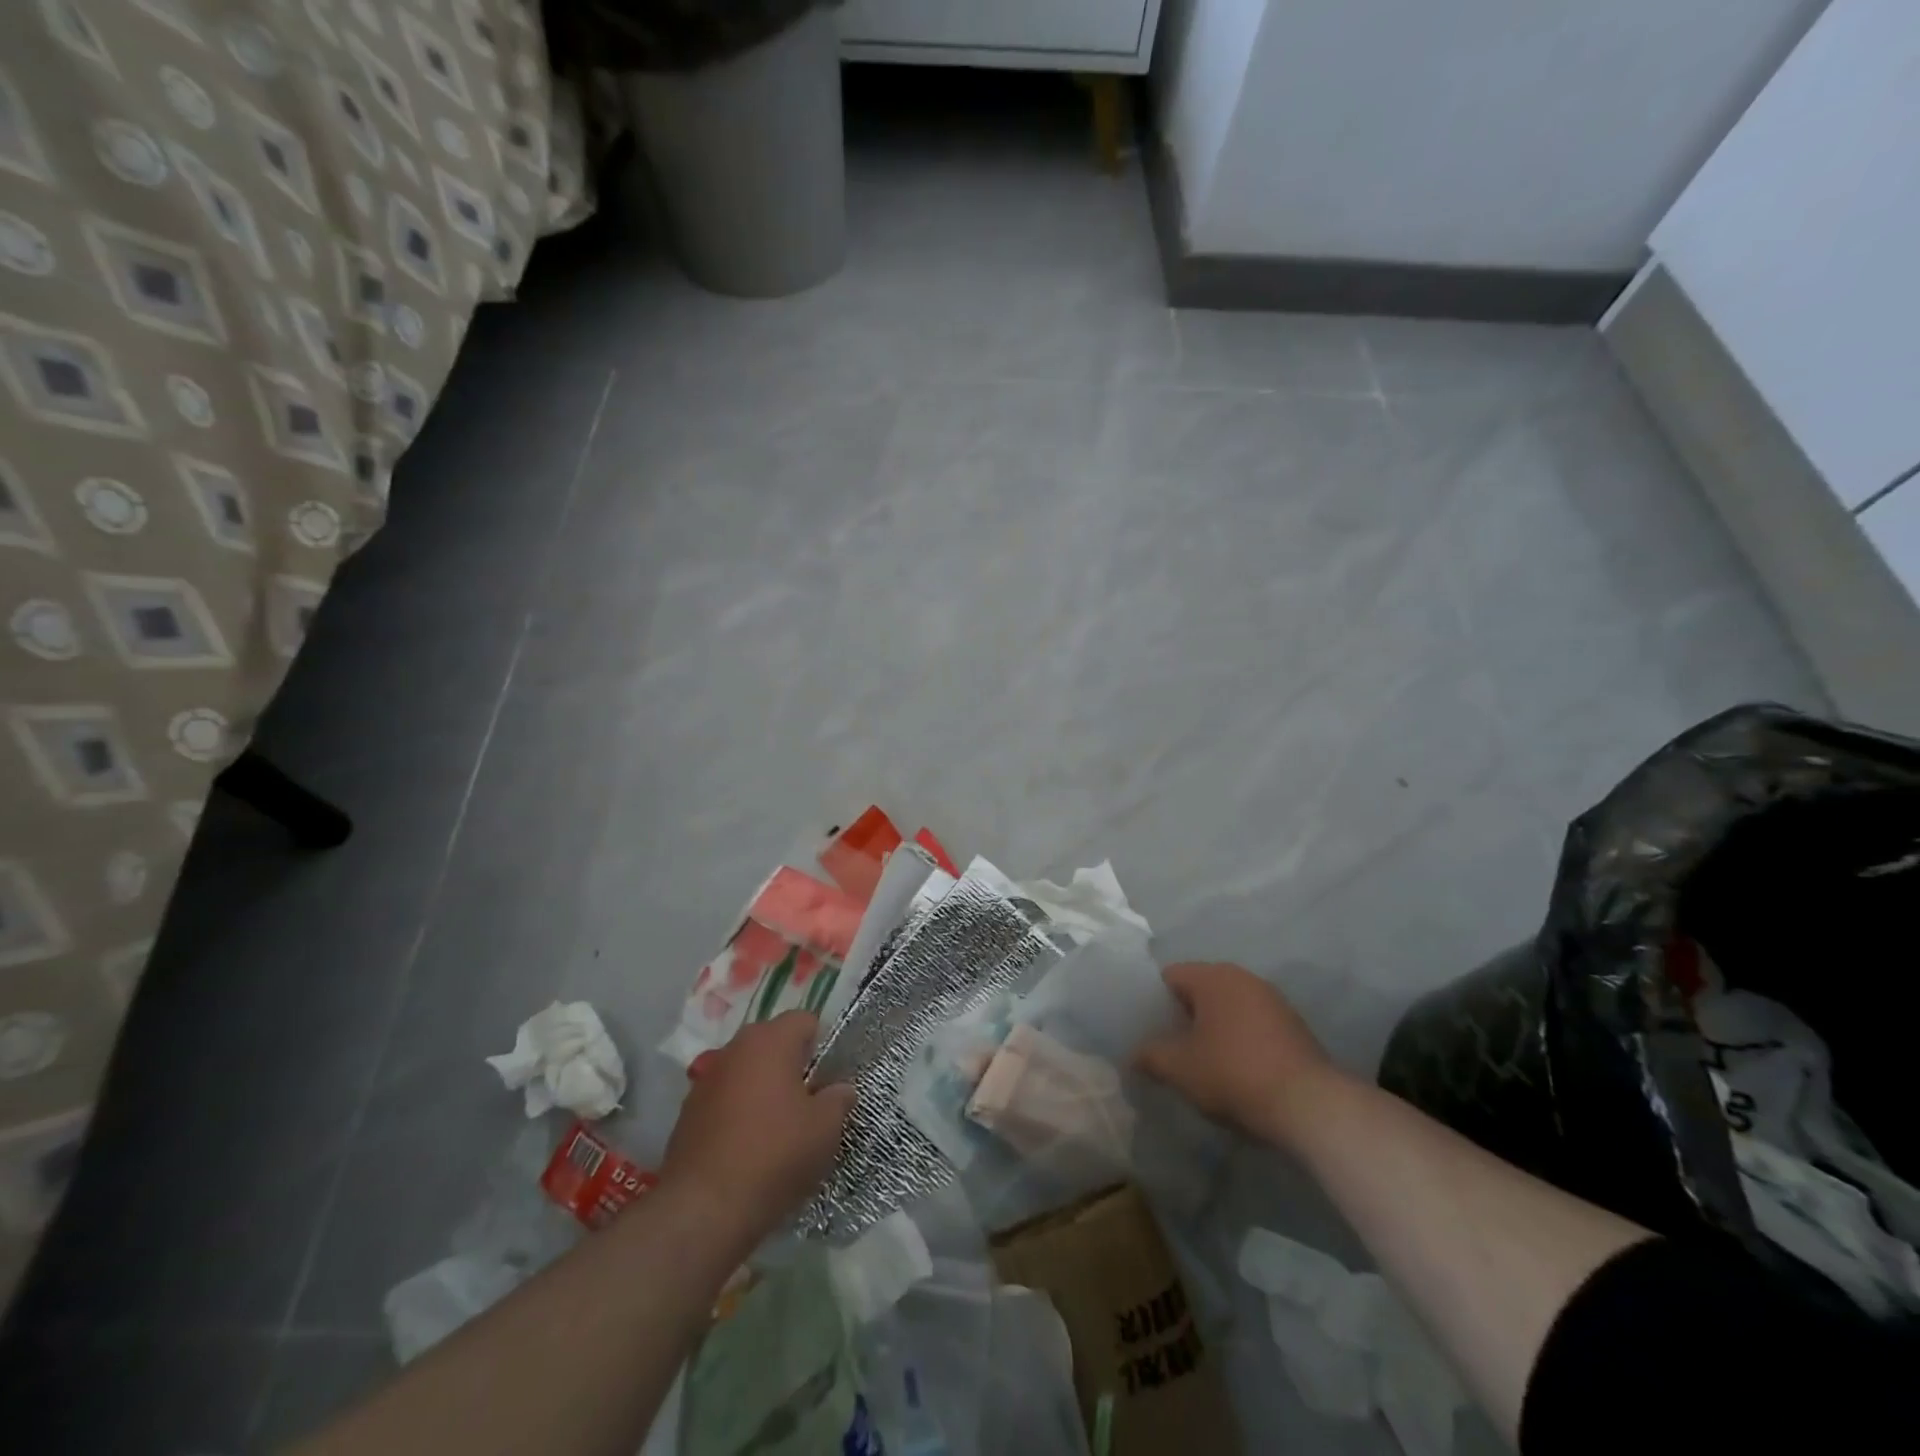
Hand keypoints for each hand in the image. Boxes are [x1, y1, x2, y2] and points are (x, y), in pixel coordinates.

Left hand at [662, 1011, 855, 1249]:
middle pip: (773, 1043)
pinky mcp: (688, 1112)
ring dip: (763, 1088)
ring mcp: (706, 1079)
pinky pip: (725, 1098)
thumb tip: (841, 1089)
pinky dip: (738, 1112)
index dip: (822, 1045)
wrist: (703, 1209)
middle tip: (808, 1103)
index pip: (805, 1020)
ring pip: (747, 1071)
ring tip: (778, 1128)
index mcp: (770, 1040)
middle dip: (792, 1066)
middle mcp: (735, 1048)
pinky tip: (747, 1147)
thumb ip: (839, 1099)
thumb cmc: (774, 1154)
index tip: (828, 1079)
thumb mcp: (825, 1128)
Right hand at [1136, 962, 1345, 1149]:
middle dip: (1183, 1017)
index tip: (1146, 1030)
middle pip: (1199, 991)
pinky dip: (1238, 1040)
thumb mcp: (1179, 1068)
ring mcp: (1272, 1000)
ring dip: (1212, 1030)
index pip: (1169, 976)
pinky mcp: (1293, 1026)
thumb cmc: (1233, 1074)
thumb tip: (1133, 1055)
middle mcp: (1243, 977)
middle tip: (1168, 1048)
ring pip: (1227, 1008)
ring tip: (1200, 1063)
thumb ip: (1149, 1056)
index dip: (1152, 1002)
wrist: (1309, 1106)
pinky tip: (1234, 1071)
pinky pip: (1251, 1025)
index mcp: (1213, 976)